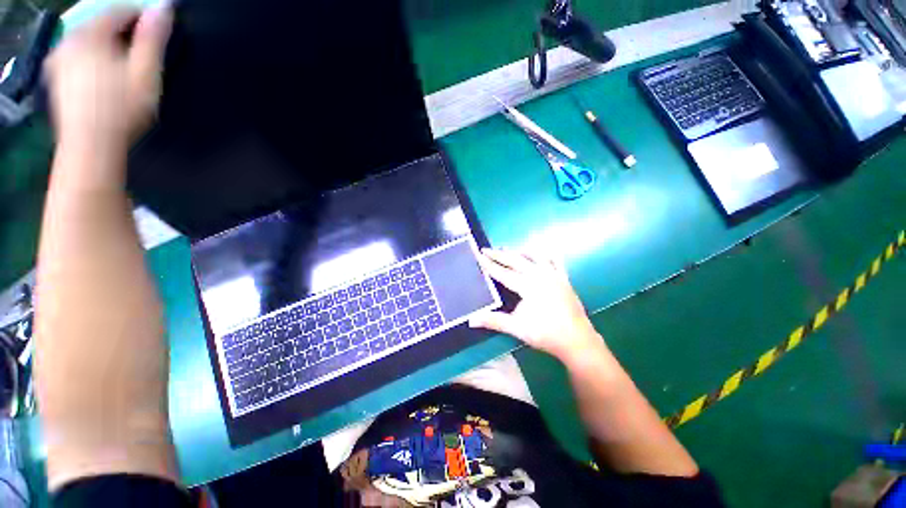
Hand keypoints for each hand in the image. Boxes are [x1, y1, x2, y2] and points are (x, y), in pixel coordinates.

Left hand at [45, 5, 172, 149]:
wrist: (90, 146)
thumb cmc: (122, 110)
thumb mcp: (146, 73)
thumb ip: (153, 39)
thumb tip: (164, 8)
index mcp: (91, 34)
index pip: (119, 11)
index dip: (140, 18)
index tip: (156, 33)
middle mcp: (70, 39)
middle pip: (101, 24)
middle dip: (122, 33)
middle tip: (141, 52)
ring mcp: (59, 58)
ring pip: (88, 39)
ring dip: (107, 45)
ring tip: (123, 64)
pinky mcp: (56, 76)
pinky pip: (77, 54)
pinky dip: (93, 56)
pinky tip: (103, 74)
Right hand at [469, 248, 604, 363]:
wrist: (577, 341)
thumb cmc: (545, 334)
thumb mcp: (517, 328)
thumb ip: (493, 321)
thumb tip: (471, 320)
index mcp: (527, 286)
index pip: (502, 272)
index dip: (489, 264)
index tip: (478, 254)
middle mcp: (540, 275)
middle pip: (515, 260)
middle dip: (499, 254)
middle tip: (487, 249)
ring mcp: (553, 275)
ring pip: (533, 256)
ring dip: (518, 252)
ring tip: (507, 250)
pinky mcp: (563, 278)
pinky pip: (553, 260)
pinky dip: (543, 255)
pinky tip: (537, 255)